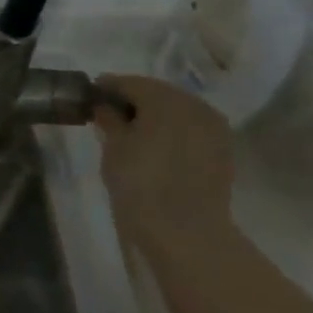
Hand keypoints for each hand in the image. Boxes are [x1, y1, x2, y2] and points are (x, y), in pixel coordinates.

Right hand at [92, 75, 235, 231]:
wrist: (185, 230)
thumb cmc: (140, 183)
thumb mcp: (114, 147)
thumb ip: (109, 119)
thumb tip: (105, 105)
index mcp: (165, 99)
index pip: (130, 83)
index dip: (107, 87)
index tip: (90, 96)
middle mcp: (195, 104)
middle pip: (157, 93)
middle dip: (133, 100)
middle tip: (108, 114)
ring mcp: (213, 126)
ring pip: (177, 110)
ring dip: (154, 115)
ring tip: (131, 132)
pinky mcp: (222, 149)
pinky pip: (191, 128)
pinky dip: (172, 130)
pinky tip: (155, 145)